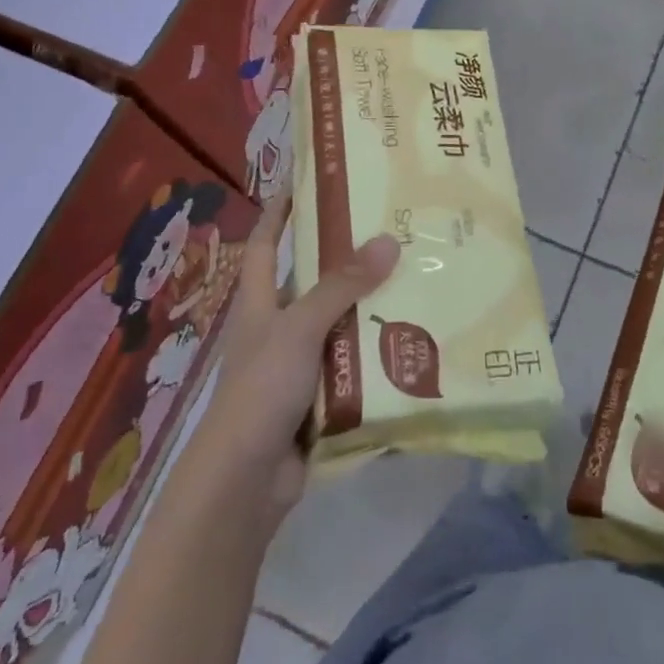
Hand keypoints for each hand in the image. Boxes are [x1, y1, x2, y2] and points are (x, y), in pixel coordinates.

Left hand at [192, 193, 400, 524]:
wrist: (246, 482)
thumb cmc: (261, 390)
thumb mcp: (299, 328)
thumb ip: (341, 287)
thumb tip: (388, 240)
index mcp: (259, 305)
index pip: (266, 245)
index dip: (280, 212)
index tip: (305, 181)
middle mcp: (277, 330)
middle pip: (313, 284)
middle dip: (347, 262)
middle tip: (393, 233)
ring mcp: (298, 366)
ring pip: (340, 327)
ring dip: (371, 311)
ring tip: (417, 283)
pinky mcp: (319, 399)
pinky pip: (354, 367)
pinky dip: (377, 357)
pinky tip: (413, 343)